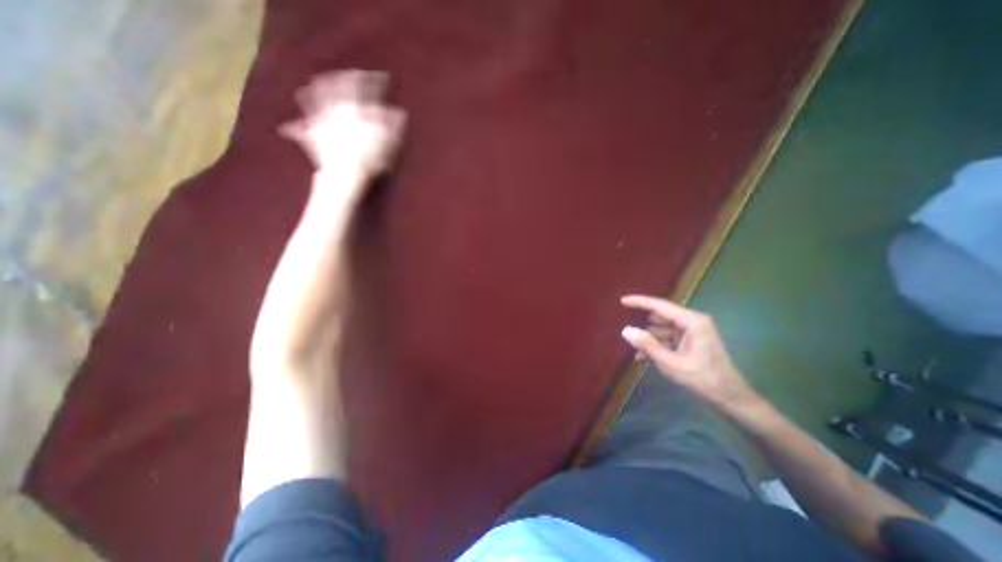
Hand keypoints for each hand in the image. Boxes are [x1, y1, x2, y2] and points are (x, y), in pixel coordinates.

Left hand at [279, 68, 404, 183]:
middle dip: (344, 78)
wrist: (345, 175)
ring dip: (316, 89)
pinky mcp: (311, 136)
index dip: (372, 79)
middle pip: (335, 85)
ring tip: (318, 85)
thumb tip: (400, 112)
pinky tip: (293, 123)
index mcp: (354, 107)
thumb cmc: (370, 159)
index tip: (381, 77)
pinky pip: (300, 126)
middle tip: (350, 75)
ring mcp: (320, 120)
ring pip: (313, 97)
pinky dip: (298, 124)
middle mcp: (333, 108)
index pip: (363, 86)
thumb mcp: (389, 142)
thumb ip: (393, 125)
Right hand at [620, 295, 759, 413]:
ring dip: (649, 338)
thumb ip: (648, 345)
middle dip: (643, 325)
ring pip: (662, 328)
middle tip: (626, 333)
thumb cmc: (703, 380)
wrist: (730, 398)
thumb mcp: (671, 363)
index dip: (640, 302)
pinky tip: (643, 357)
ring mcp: (692, 331)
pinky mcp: (690, 340)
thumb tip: (625, 330)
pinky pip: (667, 337)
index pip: (660, 306)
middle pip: (660, 317)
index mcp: (692, 321)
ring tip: (635, 351)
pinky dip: (656, 345)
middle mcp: (692, 321)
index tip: (622, 300)